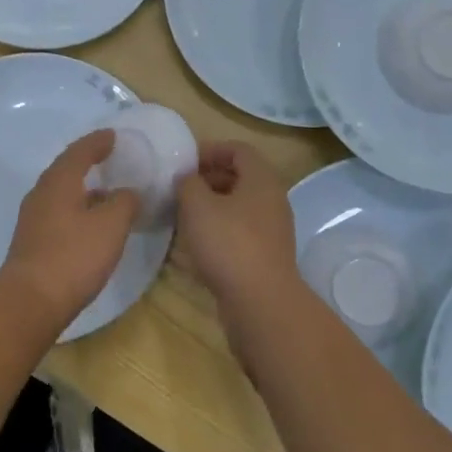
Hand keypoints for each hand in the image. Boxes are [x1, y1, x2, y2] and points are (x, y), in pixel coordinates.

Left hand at [0, 130, 140, 326]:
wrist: (31, 300)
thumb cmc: (73, 256)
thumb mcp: (111, 226)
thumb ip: (124, 202)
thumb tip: (127, 192)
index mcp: (59, 182)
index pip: (79, 152)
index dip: (97, 142)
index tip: (112, 135)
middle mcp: (41, 194)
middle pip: (65, 170)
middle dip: (86, 162)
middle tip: (107, 158)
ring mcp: (33, 220)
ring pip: (60, 194)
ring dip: (82, 190)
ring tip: (106, 193)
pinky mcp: (32, 243)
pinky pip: (58, 214)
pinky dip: (76, 211)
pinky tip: (90, 225)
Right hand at [176, 142, 302, 316]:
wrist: (260, 302)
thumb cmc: (229, 244)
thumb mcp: (197, 205)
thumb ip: (187, 183)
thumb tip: (186, 178)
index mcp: (262, 180)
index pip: (239, 150)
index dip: (210, 149)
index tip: (184, 162)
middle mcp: (272, 200)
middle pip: (240, 178)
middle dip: (208, 178)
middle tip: (179, 188)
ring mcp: (271, 230)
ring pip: (238, 207)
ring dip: (210, 207)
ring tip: (181, 215)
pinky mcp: (265, 256)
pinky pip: (239, 232)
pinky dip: (218, 230)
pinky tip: (195, 243)